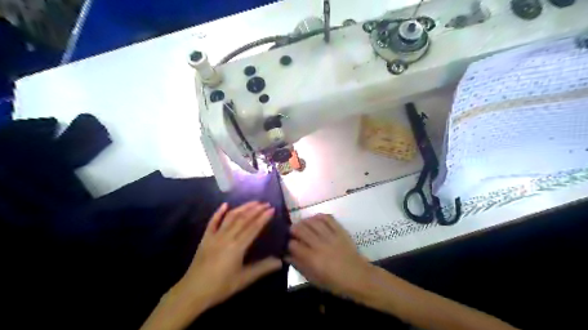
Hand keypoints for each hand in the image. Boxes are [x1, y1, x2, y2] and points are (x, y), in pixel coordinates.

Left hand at [172, 201, 282, 311]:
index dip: (263, 218)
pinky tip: (225, 204)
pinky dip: (219, 212)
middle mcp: (227, 237)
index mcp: (237, 247)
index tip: (272, 209)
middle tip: (266, 203)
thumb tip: (280, 261)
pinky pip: (212, 222)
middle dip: (256, 210)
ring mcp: (214, 236)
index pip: (253, 227)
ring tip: (253, 202)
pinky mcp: (205, 238)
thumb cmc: (220, 287)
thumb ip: (263, 268)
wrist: (192, 292)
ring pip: (230, 217)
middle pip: (243, 219)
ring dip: (242, 208)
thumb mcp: (244, 279)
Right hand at [289, 214, 370, 295]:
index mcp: (312, 259)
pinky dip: (319, 216)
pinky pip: (328, 218)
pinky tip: (315, 219)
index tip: (288, 244)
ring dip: (304, 221)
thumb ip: (299, 266)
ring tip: (302, 224)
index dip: (288, 243)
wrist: (358, 277)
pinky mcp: (340, 231)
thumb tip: (286, 256)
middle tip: (292, 232)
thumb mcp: (314, 279)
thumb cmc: (335, 282)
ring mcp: (330, 236)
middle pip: (301, 229)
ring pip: (313, 221)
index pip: (293, 245)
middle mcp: (319, 244)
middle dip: (293, 229)